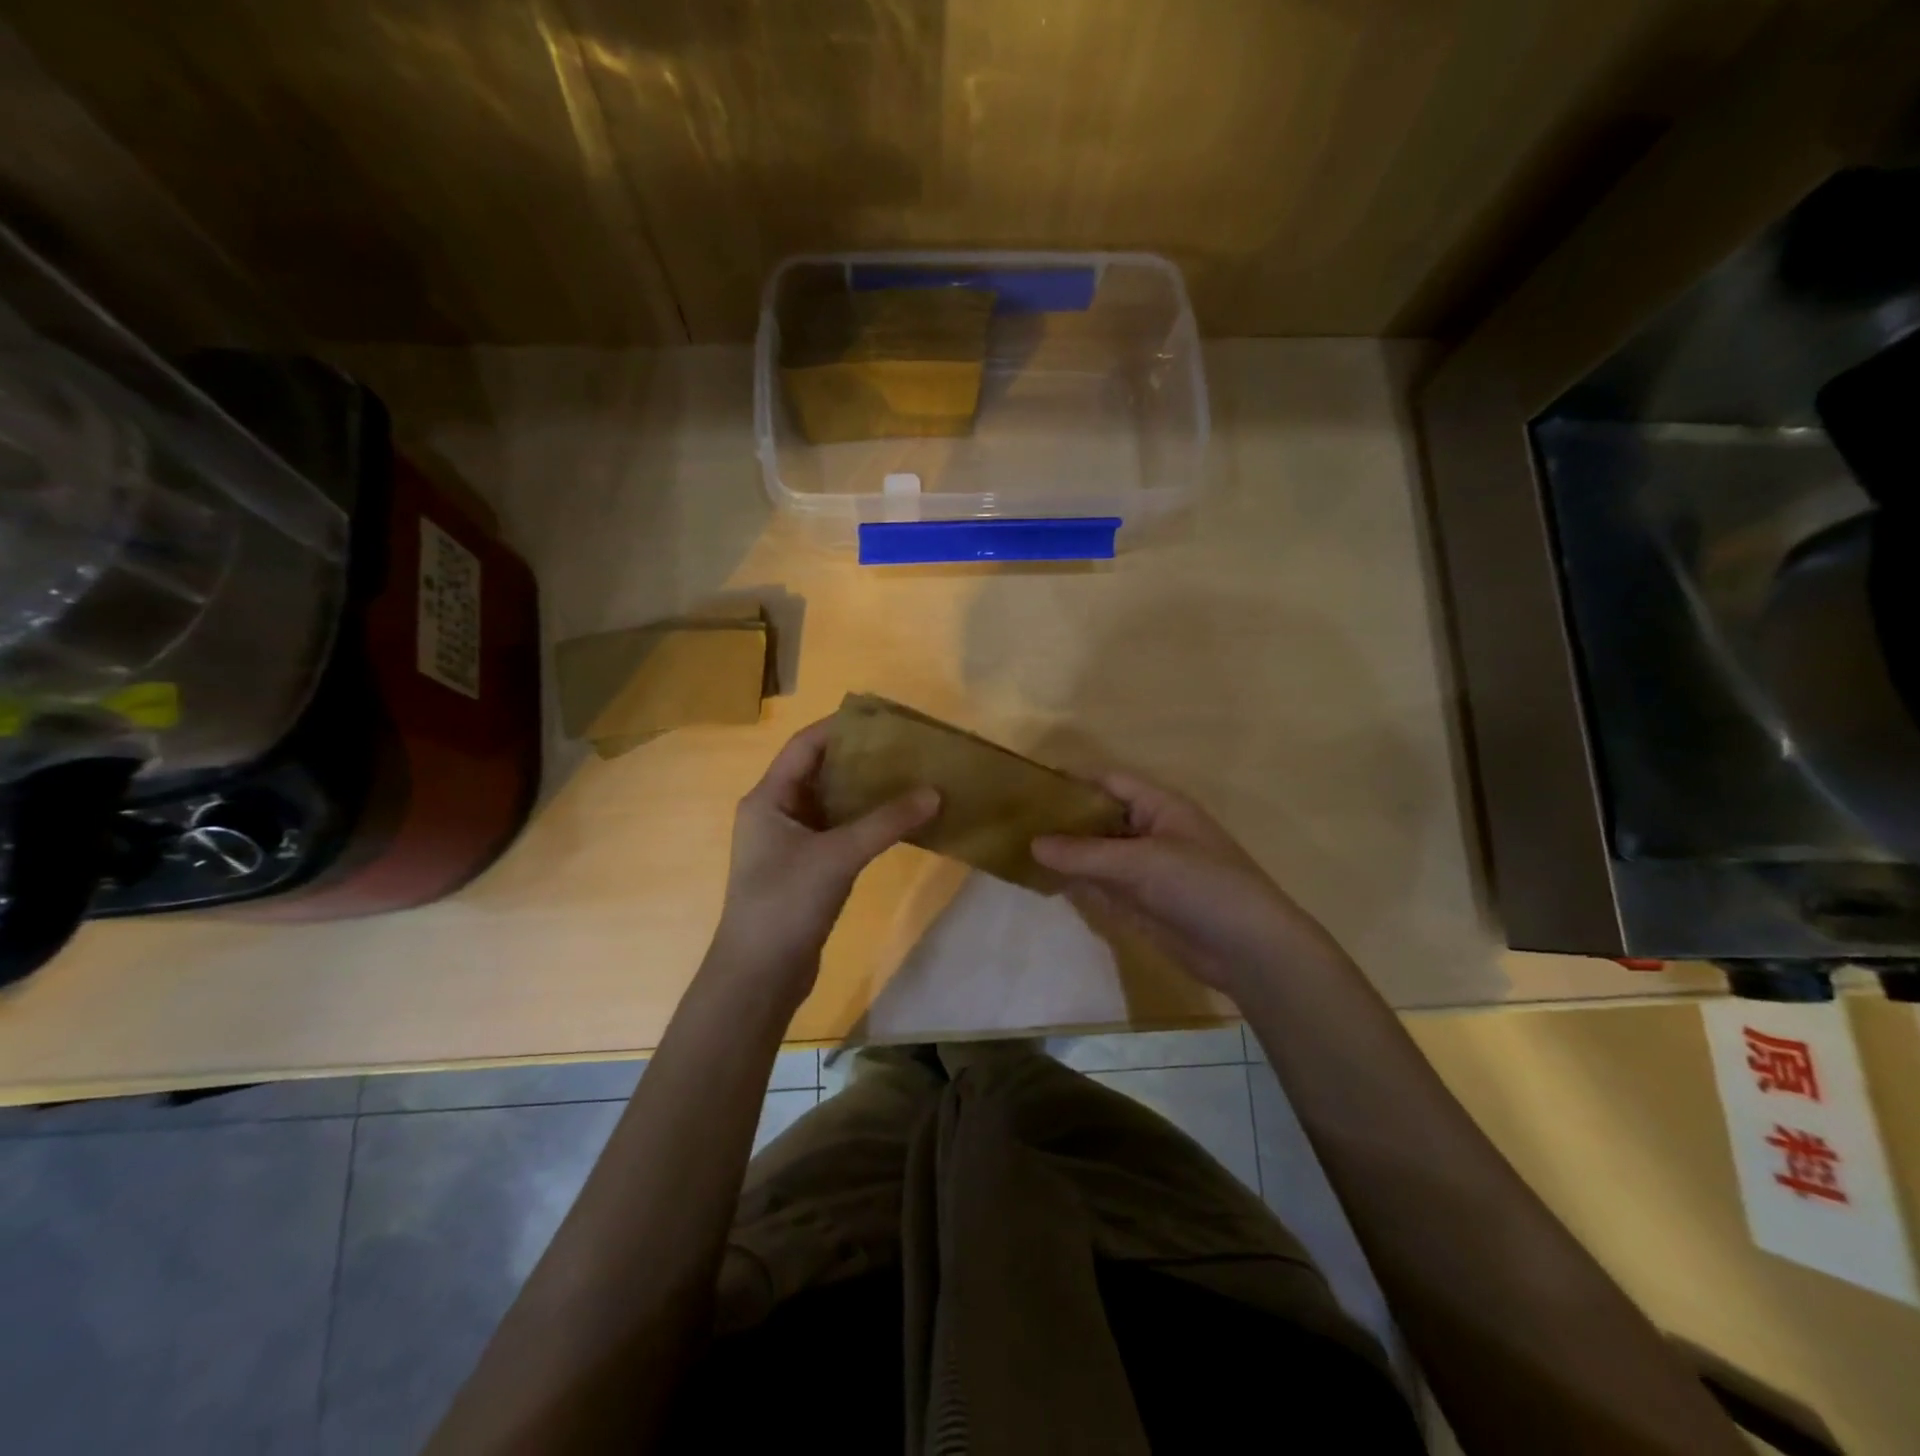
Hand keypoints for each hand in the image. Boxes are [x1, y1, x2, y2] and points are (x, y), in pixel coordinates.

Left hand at [710, 718, 937, 999]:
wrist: (759, 977)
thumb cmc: (786, 904)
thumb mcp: (837, 856)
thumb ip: (885, 823)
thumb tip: (934, 793)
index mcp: (768, 798)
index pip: (805, 746)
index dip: (841, 727)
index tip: (883, 718)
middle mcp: (776, 813)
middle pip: (820, 772)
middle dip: (860, 758)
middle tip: (906, 748)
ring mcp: (790, 844)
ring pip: (831, 804)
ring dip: (865, 792)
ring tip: (909, 776)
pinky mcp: (806, 870)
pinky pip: (838, 832)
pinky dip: (865, 822)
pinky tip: (897, 820)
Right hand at [1032, 772, 1348, 1001]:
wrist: (1249, 950)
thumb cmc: (1202, 886)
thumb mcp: (1142, 862)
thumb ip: (1085, 854)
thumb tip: (1033, 844)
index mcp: (1159, 807)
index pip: (1109, 782)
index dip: (1072, 780)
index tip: (1030, 785)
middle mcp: (1149, 832)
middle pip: (1098, 818)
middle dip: (1062, 819)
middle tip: (1014, 821)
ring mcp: (1143, 870)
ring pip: (1096, 854)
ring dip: (1065, 853)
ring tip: (1017, 848)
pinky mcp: (1139, 903)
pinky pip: (1100, 885)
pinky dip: (1075, 882)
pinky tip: (1043, 881)